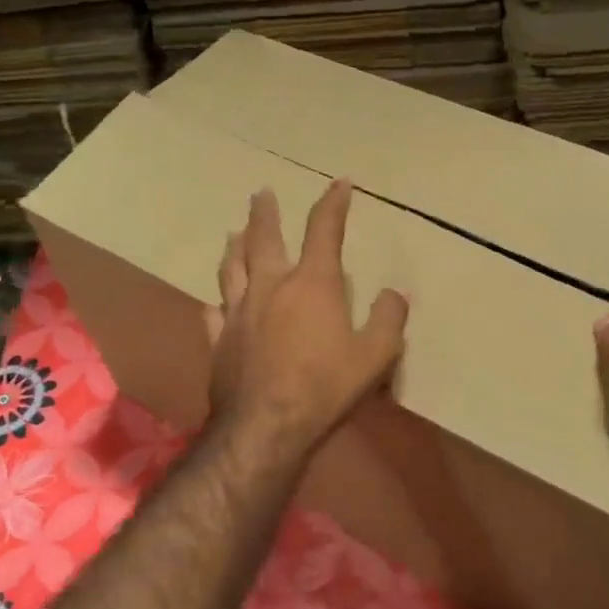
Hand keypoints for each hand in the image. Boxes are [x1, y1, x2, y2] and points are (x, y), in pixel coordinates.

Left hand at [206, 180, 408, 459]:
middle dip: (264, 213)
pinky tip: (214, 302)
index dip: (333, 203)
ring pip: (231, 268)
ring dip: (234, 246)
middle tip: (261, 193)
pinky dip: (217, 303)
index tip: (339, 183)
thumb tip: (395, 293)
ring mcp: (238, 313)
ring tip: (233, 232)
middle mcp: (270, 288)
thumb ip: (388, 319)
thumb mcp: (375, 355)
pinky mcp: (219, 341)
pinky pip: (214, 313)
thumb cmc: (325, 387)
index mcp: (312, 284)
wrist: (266, 426)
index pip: (324, 230)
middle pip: (263, 239)